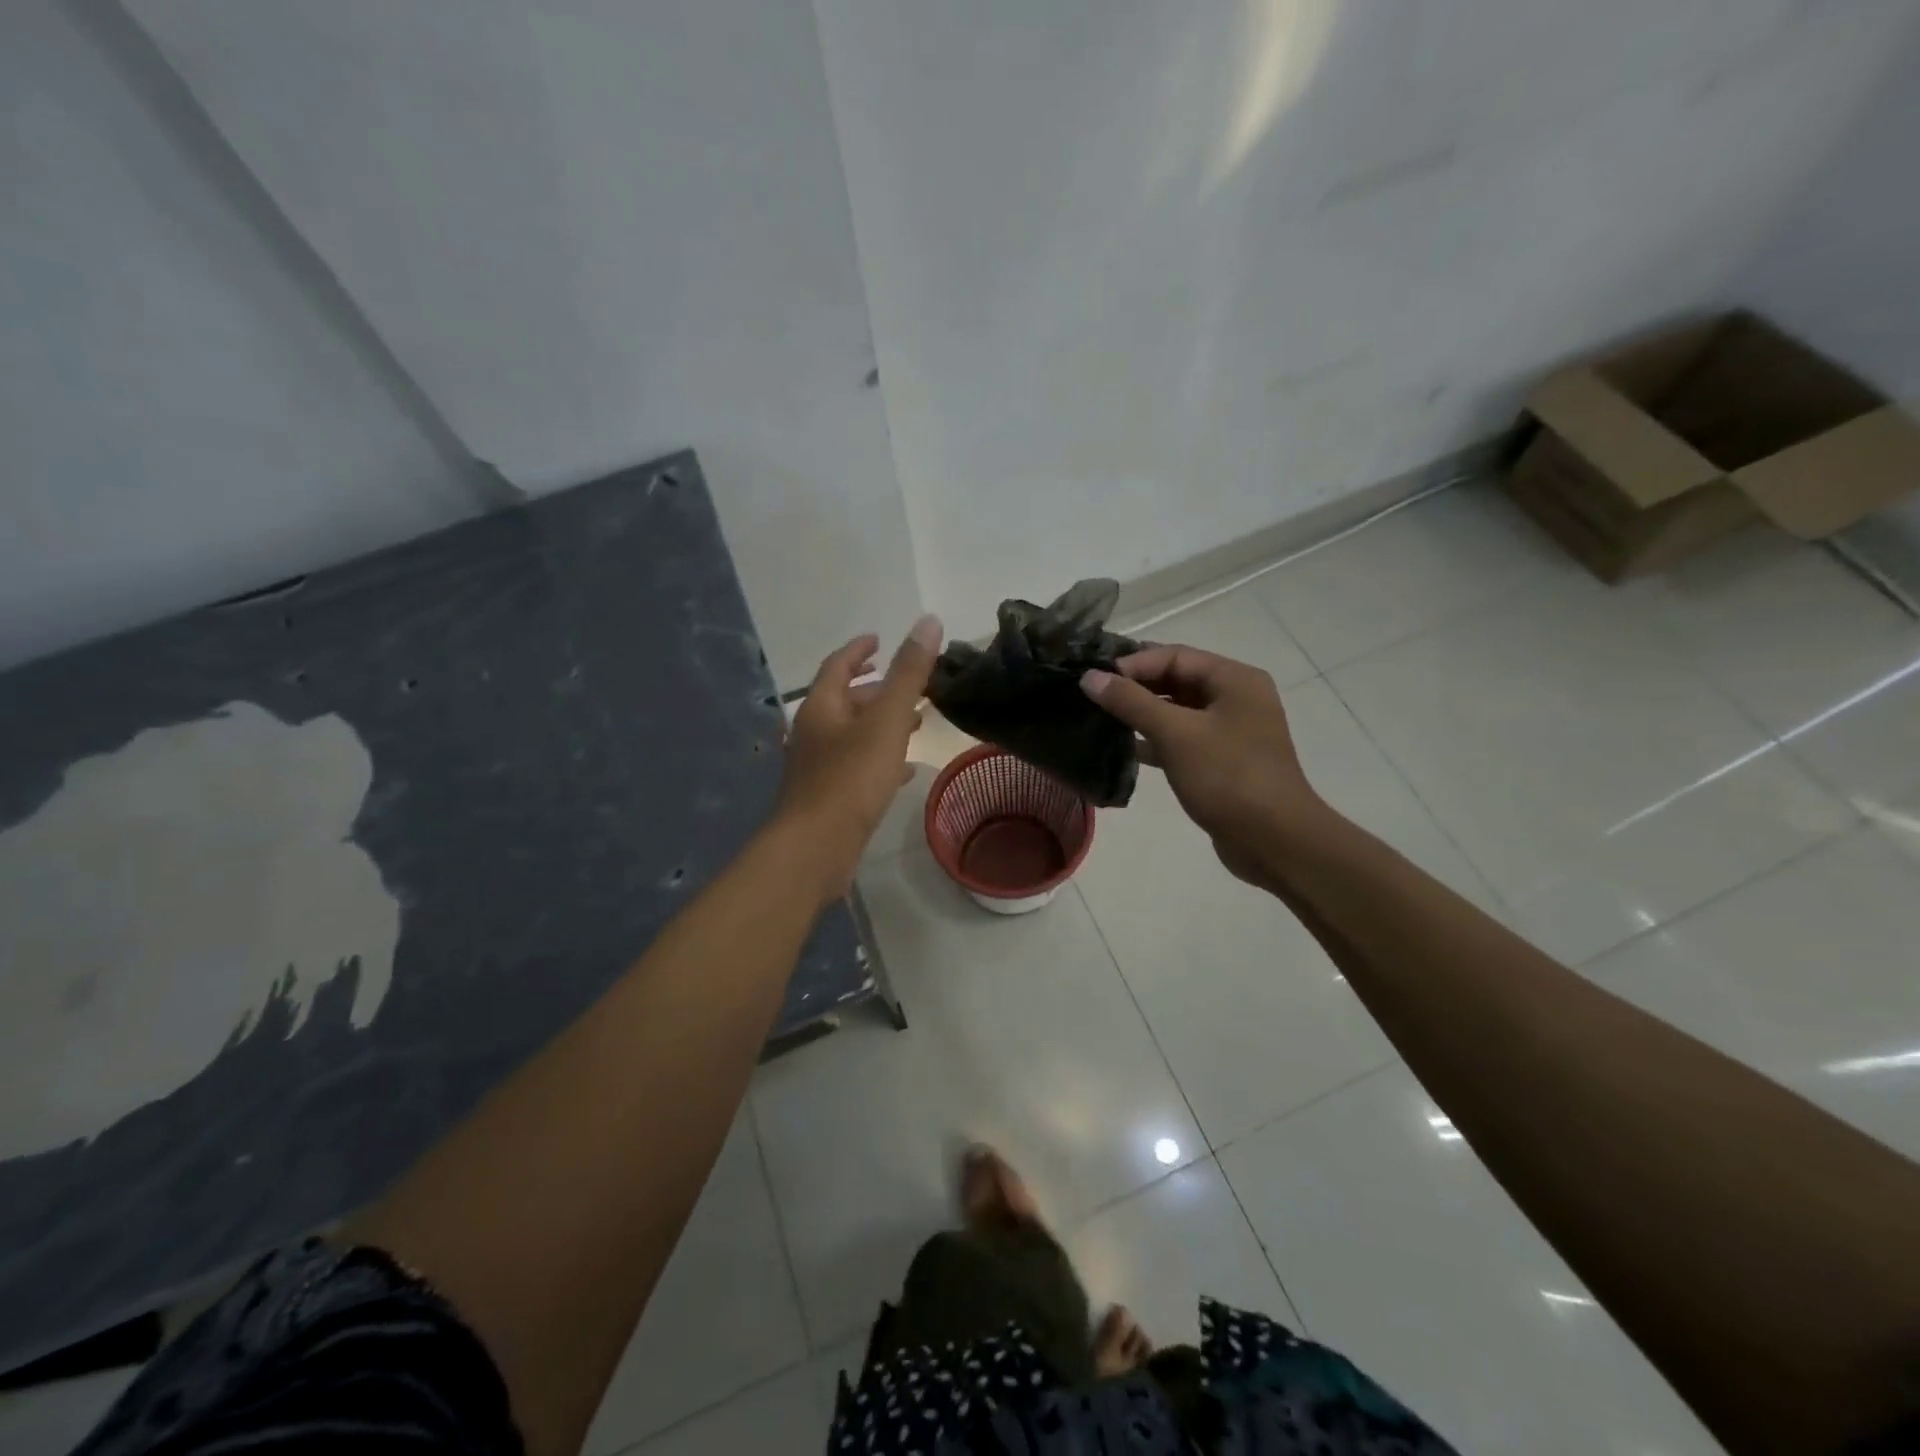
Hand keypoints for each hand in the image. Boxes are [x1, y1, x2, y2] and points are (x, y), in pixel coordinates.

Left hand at [775, 615, 942, 898]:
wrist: (815, 848)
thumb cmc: (850, 779)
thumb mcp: (886, 721)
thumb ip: (909, 674)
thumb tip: (929, 621)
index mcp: (821, 707)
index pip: (838, 665)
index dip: (860, 650)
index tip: (879, 640)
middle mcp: (814, 732)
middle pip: (845, 700)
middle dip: (877, 689)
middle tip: (909, 685)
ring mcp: (818, 766)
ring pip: (853, 734)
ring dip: (882, 724)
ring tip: (918, 722)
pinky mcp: (828, 796)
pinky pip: (858, 766)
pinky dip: (881, 758)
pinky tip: (906, 770)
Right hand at [1080, 644, 1324, 887]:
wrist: (1274, 841)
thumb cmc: (1228, 778)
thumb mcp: (1176, 734)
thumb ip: (1131, 702)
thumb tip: (1090, 677)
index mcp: (1234, 679)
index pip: (1174, 656)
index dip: (1132, 664)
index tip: (1094, 680)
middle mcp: (1236, 698)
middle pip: (1176, 680)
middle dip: (1135, 688)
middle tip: (1092, 698)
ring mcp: (1231, 731)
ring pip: (1177, 711)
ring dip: (1142, 714)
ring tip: (1101, 720)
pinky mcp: (1222, 761)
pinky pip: (1182, 738)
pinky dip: (1155, 740)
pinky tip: (1125, 749)